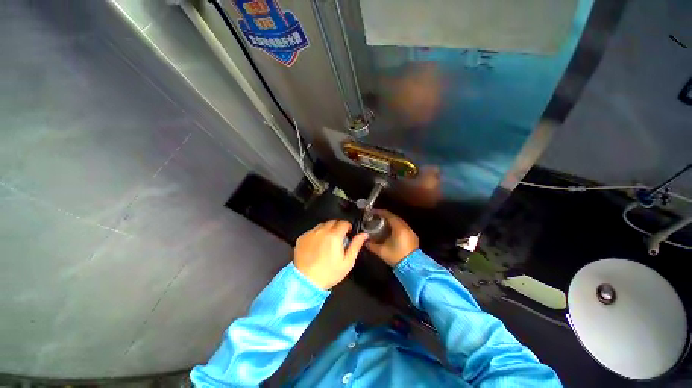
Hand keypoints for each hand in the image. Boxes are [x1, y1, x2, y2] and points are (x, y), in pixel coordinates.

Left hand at [294, 220, 368, 289]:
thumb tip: (364, 234)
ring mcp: (310, 233)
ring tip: (327, 242)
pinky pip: (312, 231)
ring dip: (327, 229)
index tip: (348, 234)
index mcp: (334, 235)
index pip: (343, 223)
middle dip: (338, 227)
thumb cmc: (329, 273)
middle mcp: (322, 231)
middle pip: (332, 222)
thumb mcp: (347, 262)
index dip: (348, 227)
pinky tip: (317, 246)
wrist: (306, 282)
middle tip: (339, 239)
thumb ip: (356, 245)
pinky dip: (317, 234)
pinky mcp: (302, 238)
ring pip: (322, 225)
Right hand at [366, 210, 418, 266]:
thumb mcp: (381, 251)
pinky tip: (391, 231)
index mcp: (398, 227)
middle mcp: (406, 227)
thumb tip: (365, 241)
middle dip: (385, 216)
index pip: (388, 214)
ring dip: (391, 221)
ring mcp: (410, 232)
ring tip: (382, 223)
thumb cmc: (396, 256)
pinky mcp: (413, 237)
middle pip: (394, 217)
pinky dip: (396, 226)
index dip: (379, 212)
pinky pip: (403, 227)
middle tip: (376, 217)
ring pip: (399, 222)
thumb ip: (372, 245)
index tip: (372, 212)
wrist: (413, 268)